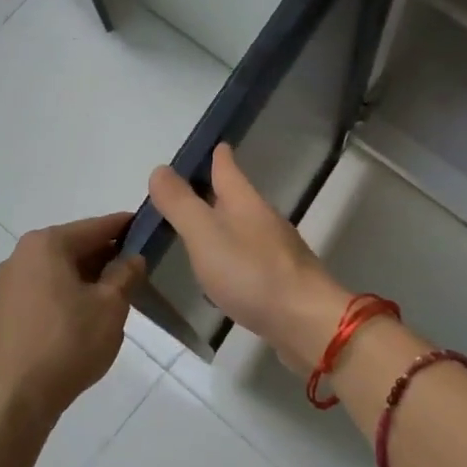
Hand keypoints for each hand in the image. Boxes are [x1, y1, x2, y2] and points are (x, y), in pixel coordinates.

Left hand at [0, 213, 144, 429]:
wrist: (15, 397)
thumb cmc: (68, 343)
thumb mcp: (110, 306)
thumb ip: (125, 274)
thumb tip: (132, 257)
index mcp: (46, 244)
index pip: (96, 227)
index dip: (126, 227)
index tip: (148, 228)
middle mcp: (21, 255)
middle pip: (74, 246)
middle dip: (106, 256)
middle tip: (137, 269)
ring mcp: (7, 284)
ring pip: (58, 270)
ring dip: (87, 277)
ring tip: (115, 295)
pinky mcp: (3, 310)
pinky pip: (44, 290)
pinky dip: (67, 293)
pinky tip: (85, 315)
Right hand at [146, 144, 349, 369]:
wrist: (306, 321)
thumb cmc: (251, 272)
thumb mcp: (204, 234)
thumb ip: (180, 204)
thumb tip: (160, 169)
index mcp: (244, 202)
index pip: (228, 168)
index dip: (218, 156)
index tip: (214, 145)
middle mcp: (263, 220)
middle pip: (237, 197)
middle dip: (216, 191)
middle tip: (190, 190)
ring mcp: (277, 251)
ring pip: (244, 228)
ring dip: (223, 225)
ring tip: (200, 231)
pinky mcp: (281, 281)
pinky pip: (250, 259)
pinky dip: (233, 257)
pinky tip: (223, 273)